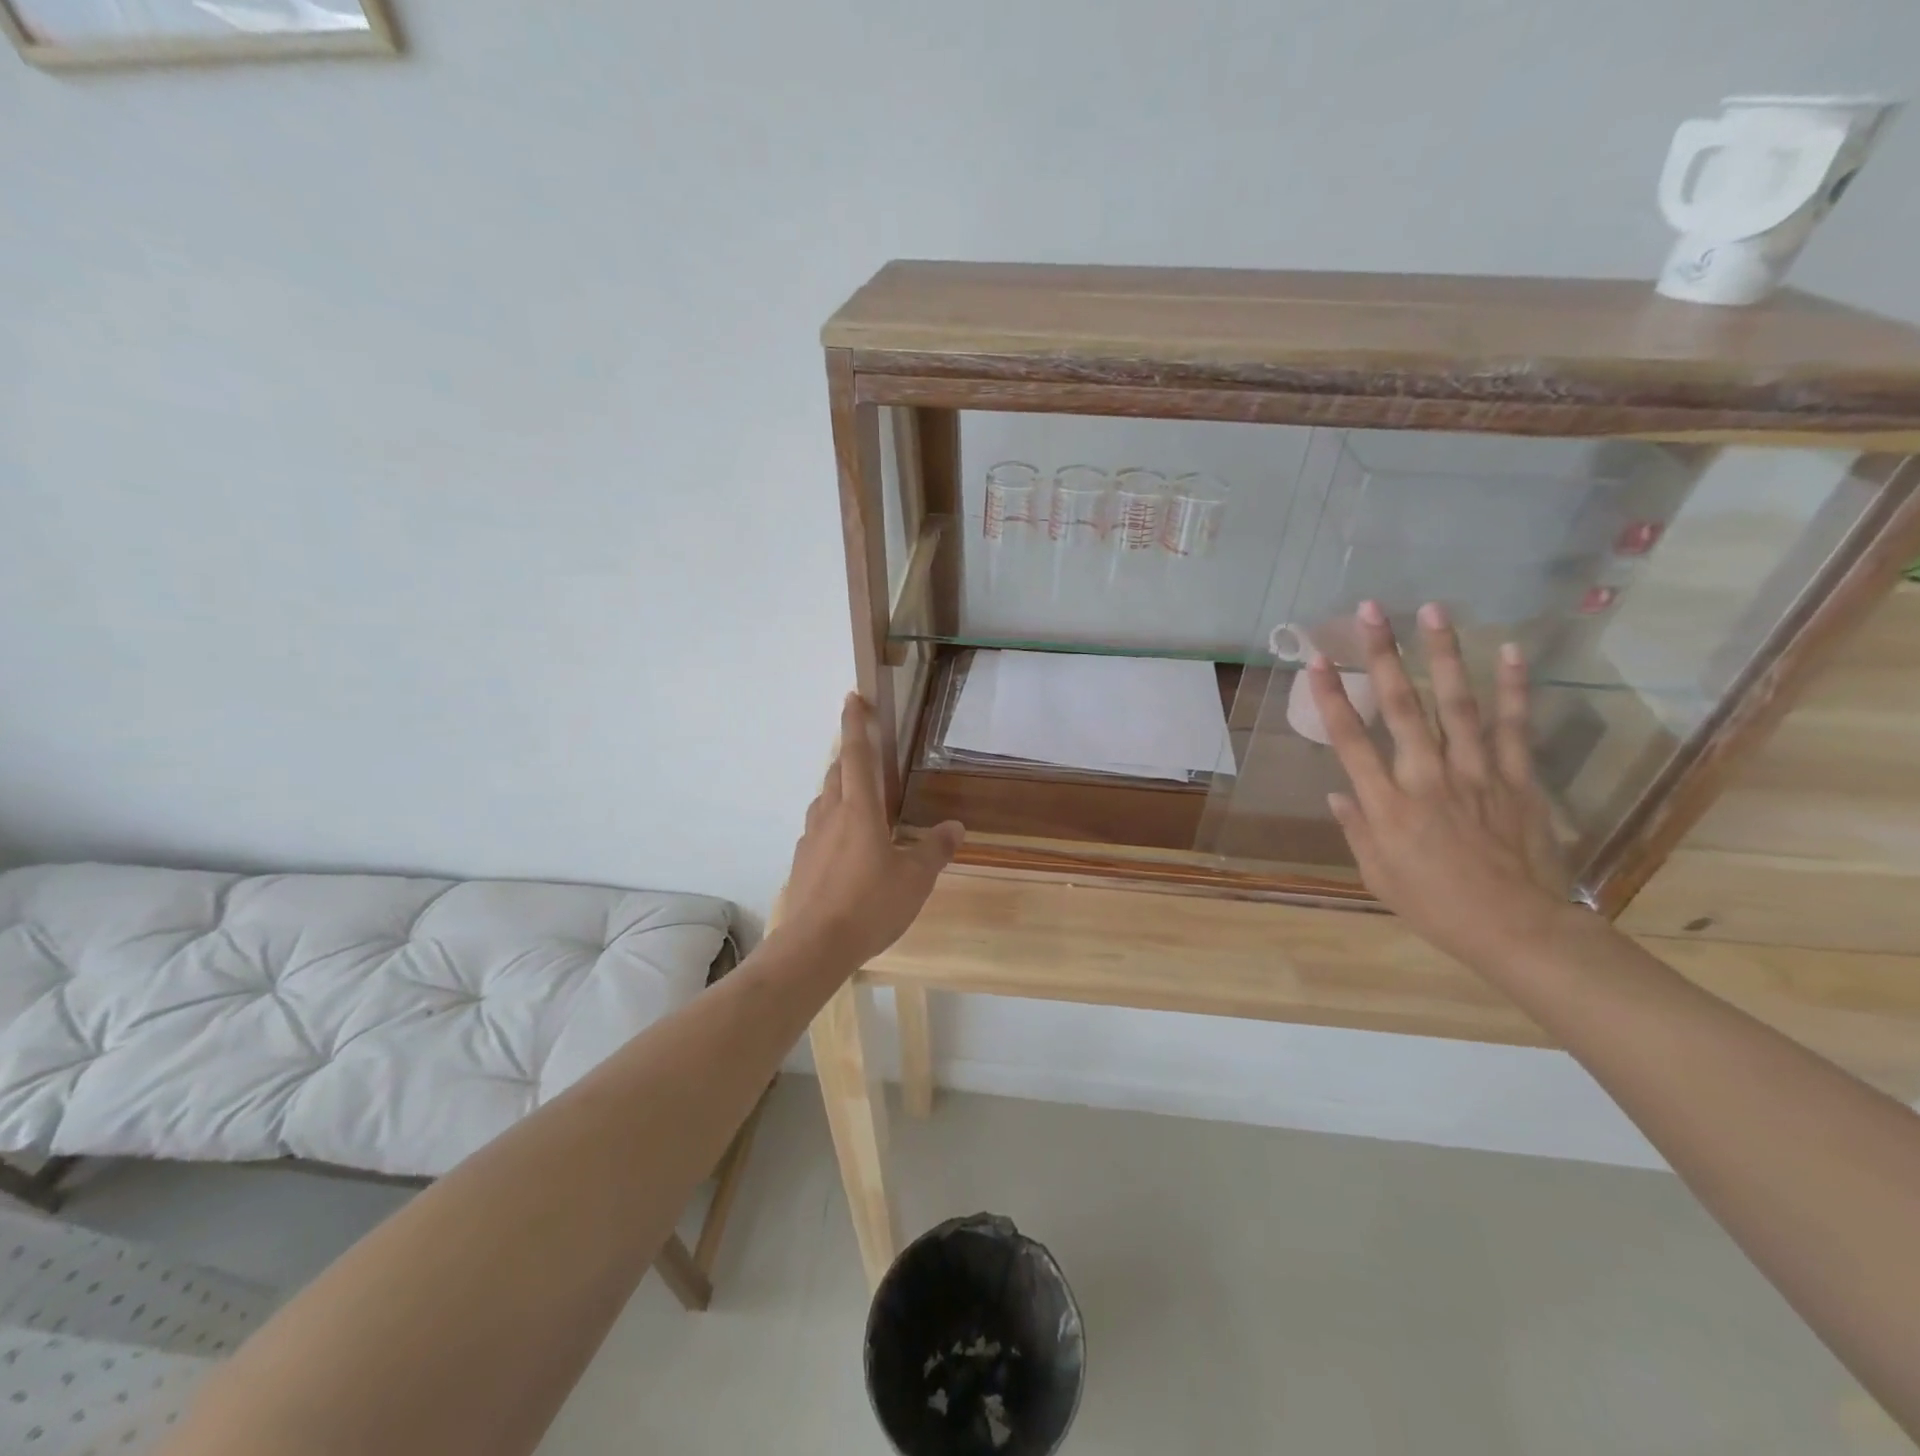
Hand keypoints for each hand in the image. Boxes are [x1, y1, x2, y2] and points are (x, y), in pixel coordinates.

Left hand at [778, 693, 963, 968]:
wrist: (814, 946)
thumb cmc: (869, 905)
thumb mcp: (915, 879)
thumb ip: (935, 849)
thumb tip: (955, 827)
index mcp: (859, 810)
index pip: (855, 754)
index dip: (855, 723)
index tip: (853, 697)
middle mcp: (830, 815)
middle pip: (836, 773)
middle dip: (849, 756)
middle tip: (866, 753)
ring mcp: (811, 838)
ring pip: (824, 800)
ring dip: (839, 789)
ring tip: (859, 800)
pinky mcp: (802, 862)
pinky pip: (818, 829)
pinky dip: (832, 823)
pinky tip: (845, 846)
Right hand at [1308, 601, 1571, 967]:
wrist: (1517, 928)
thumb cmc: (1435, 905)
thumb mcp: (1377, 874)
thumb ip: (1357, 828)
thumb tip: (1338, 794)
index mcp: (1386, 805)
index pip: (1350, 739)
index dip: (1332, 696)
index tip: (1317, 658)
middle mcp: (1426, 777)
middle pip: (1401, 706)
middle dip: (1383, 655)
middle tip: (1371, 611)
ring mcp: (1476, 773)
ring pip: (1456, 703)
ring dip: (1443, 654)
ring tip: (1433, 610)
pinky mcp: (1517, 778)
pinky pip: (1512, 726)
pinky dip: (1513, 687)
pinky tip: (1510, 651)